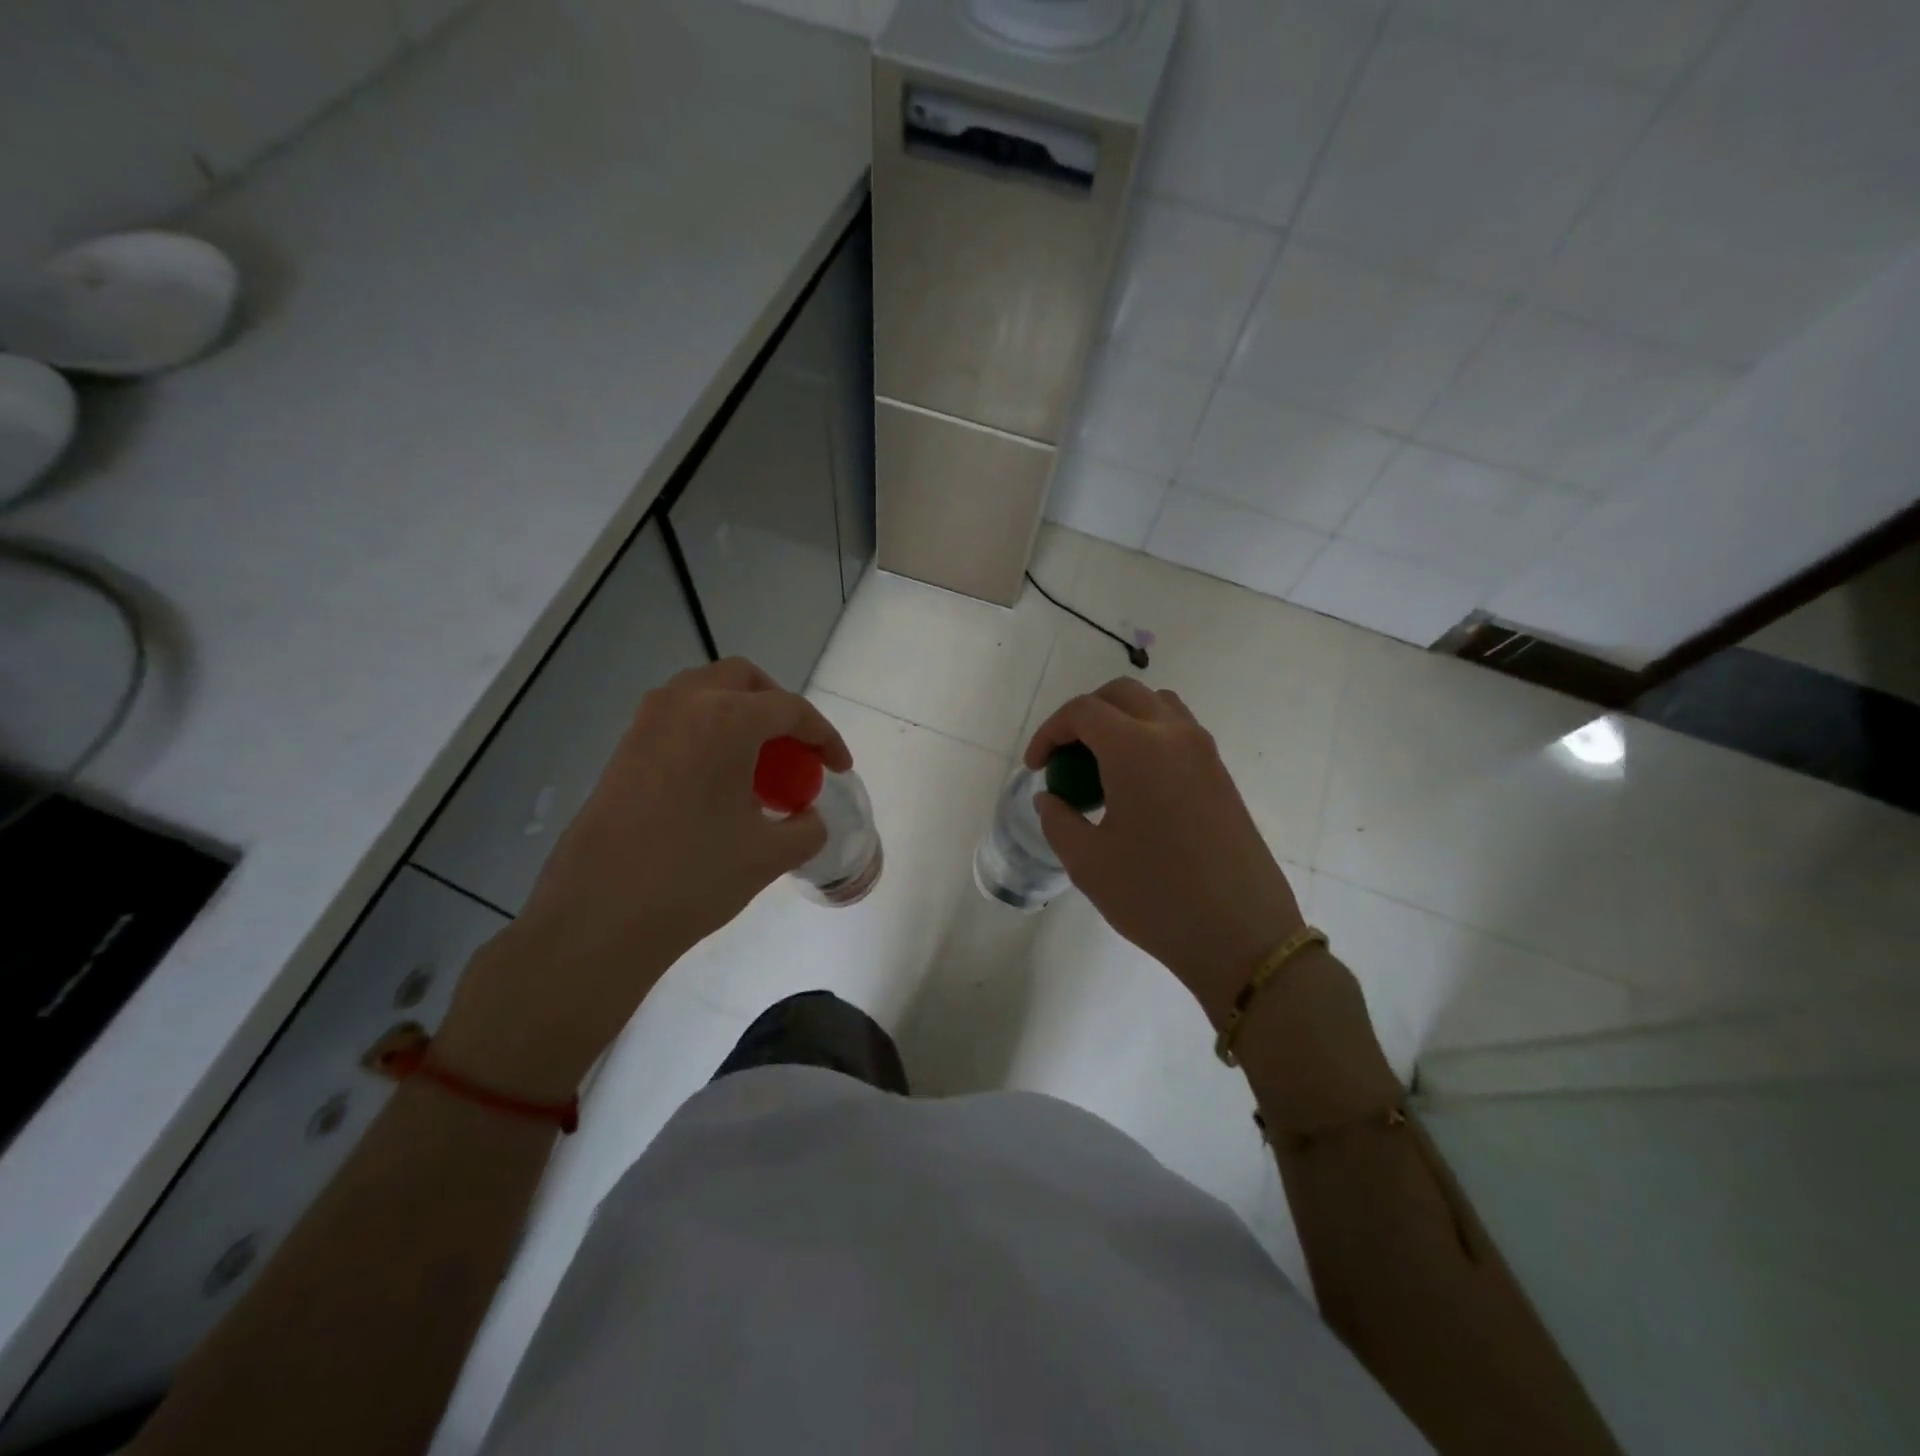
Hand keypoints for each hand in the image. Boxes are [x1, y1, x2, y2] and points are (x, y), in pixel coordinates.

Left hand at [440, 658, 850, 1096]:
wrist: (599, 915)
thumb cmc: (694, 876)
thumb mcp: (770, 855)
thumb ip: (806, 828)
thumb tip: (807, 817)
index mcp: (726, 719)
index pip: (790, 709)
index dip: (824, 736)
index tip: (838, 768)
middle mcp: (683, 705)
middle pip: (743, 680)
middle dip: (778, 706)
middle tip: (795, 749)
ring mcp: (646, 724)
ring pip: (704, 692)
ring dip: (738, 713)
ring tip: (757, 762)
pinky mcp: (623, 750)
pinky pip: (677, 720)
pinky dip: (707, 732)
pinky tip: (717, 781)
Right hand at [1024, 678, 1304, 1026]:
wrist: (1241, 934)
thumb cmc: (1155, 897)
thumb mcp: (1088, 862)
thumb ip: (1058, 820)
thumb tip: (1051, 798)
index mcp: (1136, 749)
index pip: (1083, 711)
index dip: (1049, 732)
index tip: (1036, 767)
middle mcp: (1174, 735)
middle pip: (1121, 694)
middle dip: (1083, 716)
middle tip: (1064, 757)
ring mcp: (1204, 752)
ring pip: (1155, 705)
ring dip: (1121, 720)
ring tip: (1101, 765)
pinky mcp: (1221, 774)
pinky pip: (1178, 731)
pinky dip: (1148, 737)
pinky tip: (1135, 785)